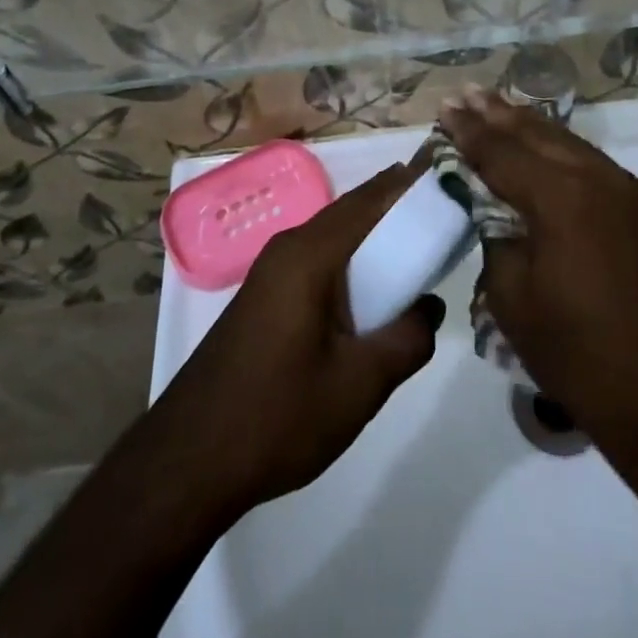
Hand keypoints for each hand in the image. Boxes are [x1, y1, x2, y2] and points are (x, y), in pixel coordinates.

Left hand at [149, 164, 444, 515]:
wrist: (189, 461)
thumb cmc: (278, 416)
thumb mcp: (359, 384)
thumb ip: (407, 339)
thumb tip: (428, 306)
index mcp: (309, 255)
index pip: (370, 201)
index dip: (410, 185)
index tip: (448, 176)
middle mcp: (288, 249)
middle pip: (352, 212)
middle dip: (396, 207)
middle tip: (445, 214)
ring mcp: (270, 272)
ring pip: (334, 237)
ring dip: (374, 237)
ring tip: (419, 250)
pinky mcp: (264, 298)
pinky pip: (318, 261)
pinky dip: (352, 262)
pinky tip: (373, 292)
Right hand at [440, 90, 637, 469]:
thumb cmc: (578, 355)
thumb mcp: (512, 299)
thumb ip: (497, 238)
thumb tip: (495, 210)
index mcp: (562, 199)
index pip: (503, 153)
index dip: (470, 131)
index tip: (446, 108)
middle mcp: (603, 181)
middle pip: (541, 135)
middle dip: (500, 114)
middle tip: (468, 93)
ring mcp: (637, 194)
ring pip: (576, 148)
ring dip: (536, 129)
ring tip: (504, 109)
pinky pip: (604, 173)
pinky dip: (570, 158)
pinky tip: (555, 155)